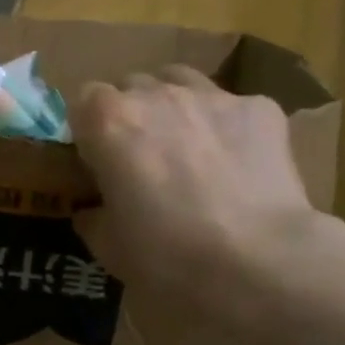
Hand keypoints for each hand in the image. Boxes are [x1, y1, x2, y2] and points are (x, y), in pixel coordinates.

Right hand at [71, 66, 329, 321]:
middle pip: (132, 87)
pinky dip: (226, 128)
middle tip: (141, 161)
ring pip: (181, 83)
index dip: (89, 132)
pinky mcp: (261, 109)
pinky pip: (232, 107)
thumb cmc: (166, 256)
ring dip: (175, 108)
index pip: (84, 101)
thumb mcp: (108, 247)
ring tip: (186, 150)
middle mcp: (157, 95)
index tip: (97, 163)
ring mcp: (212, 96)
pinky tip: (236, 164)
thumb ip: (93, 216)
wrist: (257, 262)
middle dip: (131, 116)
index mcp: (109, 122)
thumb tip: (93, 209)